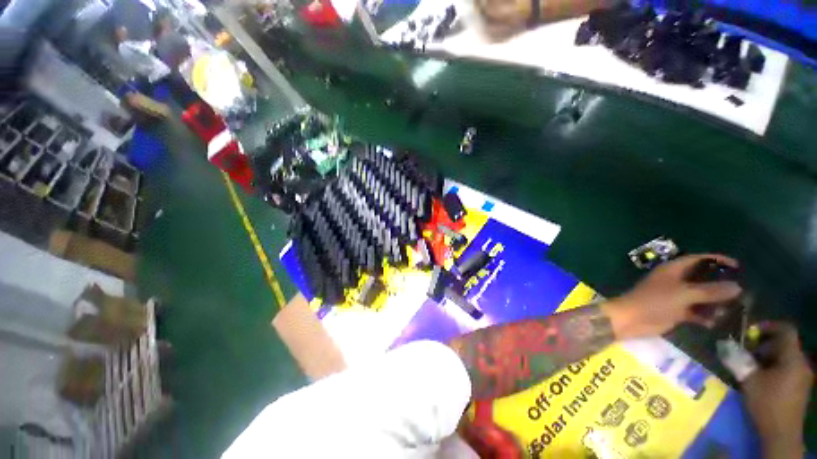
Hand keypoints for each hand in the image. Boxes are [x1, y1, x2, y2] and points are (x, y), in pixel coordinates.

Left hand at [601, 254, 742, 338]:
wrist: (631, 319)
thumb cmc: (655, 301)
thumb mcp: (684, 294)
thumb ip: (710, 291)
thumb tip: (737, 287)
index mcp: (673, 270)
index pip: (698, 259)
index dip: (717, 260)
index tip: (738, 266)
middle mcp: (675, 281)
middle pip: (702, 279)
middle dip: (720, 285)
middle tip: (741, 291)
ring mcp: (675, 296)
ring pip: (700, 297)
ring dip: (714, 303)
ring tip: (730, 310)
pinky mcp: (675, 311)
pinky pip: (695, 312)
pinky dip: (704, 316)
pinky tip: (713, 323)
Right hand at [742, 322, 812, 458]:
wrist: (781, 434)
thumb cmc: (767, 403)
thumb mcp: (749, 380)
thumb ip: (738, 359)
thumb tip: (724, 344)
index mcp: (793, 358)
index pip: (786, 330)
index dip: (768, 326)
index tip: (750, 331)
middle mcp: (802, 363)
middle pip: (784, 344)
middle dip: (763, 345)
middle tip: (745, 351)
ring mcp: (802, 376)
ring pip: (785, 357)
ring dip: (767, 357)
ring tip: (750, 365)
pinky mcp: (799, 386)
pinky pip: (787, 368)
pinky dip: (772, 367)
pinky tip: (760, 378)